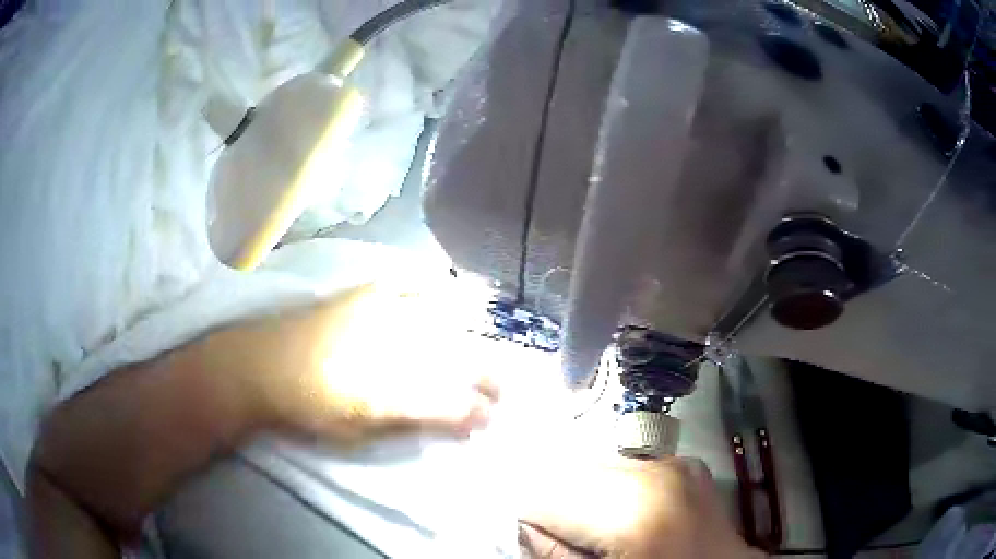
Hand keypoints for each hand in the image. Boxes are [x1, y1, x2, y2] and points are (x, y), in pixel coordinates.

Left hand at [206, 283, 499, 448]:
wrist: (256, 365)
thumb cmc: (305, 408)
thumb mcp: (356, 431)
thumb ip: (407, 424)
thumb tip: (449, 422)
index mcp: (385, 392)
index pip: (449, 402)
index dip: (476, 411)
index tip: (491, 418)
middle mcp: (388, 350)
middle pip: (454, 361)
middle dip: (486, 377)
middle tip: (498, 391)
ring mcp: (375, 316)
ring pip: (441, 323)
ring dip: (469, 339)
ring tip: (483, 350)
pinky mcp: (360, 295)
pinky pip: (404, 283)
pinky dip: (428, 284)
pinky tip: (444, 287)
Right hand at [518, 457, 763, 558]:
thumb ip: (551, 552)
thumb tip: (520, 523)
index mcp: (634, 512)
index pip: (544, 493)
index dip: (525, 513)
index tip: (524, 530)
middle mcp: (657, 472)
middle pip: (570, 471)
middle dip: (554, 499)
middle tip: (560, 532)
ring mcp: (676, 463)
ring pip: (596, 465)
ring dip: (583, 492)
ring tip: (594, 526)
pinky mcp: (685, 464)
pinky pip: (627, 468)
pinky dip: (612, 487)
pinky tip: (623, 515)